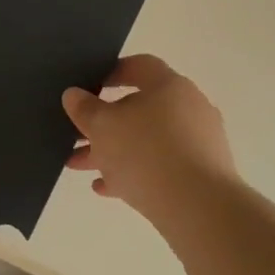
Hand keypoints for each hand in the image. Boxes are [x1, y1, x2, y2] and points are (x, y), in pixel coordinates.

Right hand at [62, 55, 239, 219]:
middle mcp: (189, 108)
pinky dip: (133, 173)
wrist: (199, 208)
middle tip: (76, 134)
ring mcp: (198, 143)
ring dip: (112, 150)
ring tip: (79, 165)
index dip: (112, 72)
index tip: (89, 86)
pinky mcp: (201, 174)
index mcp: (169, 86)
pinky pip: (161, 166)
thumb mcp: (102, 126)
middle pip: (139, 107)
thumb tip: (74, 95)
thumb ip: (85, 108)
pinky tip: (105, 188)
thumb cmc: (146, 152)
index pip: (140, 66)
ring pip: (147, 140)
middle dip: (104, 123)